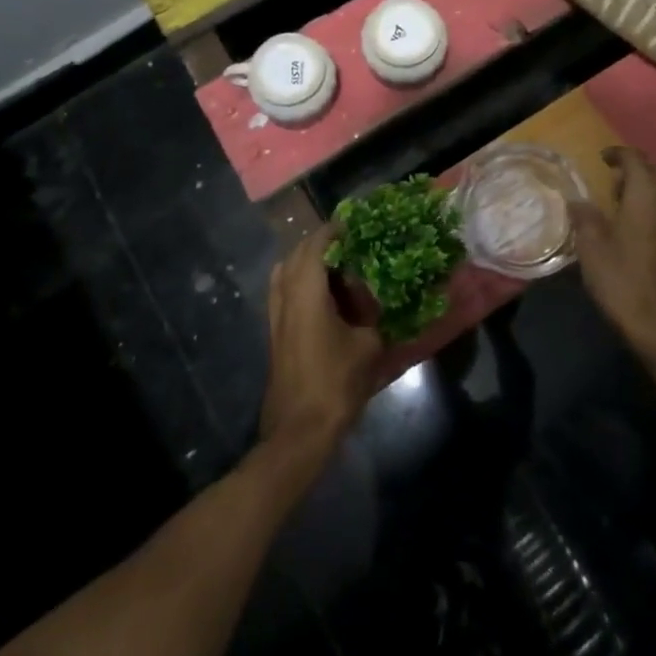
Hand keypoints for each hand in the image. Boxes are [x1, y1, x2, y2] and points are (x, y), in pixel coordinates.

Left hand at [260, 226, 383, 462]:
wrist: (299, 431)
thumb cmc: (335, 382)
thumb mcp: (368, 345)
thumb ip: (374, 314)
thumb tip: (381, 299)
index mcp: (306, 288)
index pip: (318, 242)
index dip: (337, 230)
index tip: (358, 224)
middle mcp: (285, 292)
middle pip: (299, 252)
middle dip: (323, 243)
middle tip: (353, 246)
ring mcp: (275, 312)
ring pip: (288, 270)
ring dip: (310, 262)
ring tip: (339, 268)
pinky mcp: (274, 330)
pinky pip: (285, 289)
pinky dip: (302, 281)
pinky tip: (326, 296)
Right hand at [572, 147, 655, 360]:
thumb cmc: (623, 282)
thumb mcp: (591, 248)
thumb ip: (584, 218)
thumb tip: (578, 201)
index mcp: (646, 197)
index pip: (636, 159)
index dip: (618, 154)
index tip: (602, 159)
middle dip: (640, 168)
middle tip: (615, 182)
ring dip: (652, 191)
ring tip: (627, 206)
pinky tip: (645, 234)